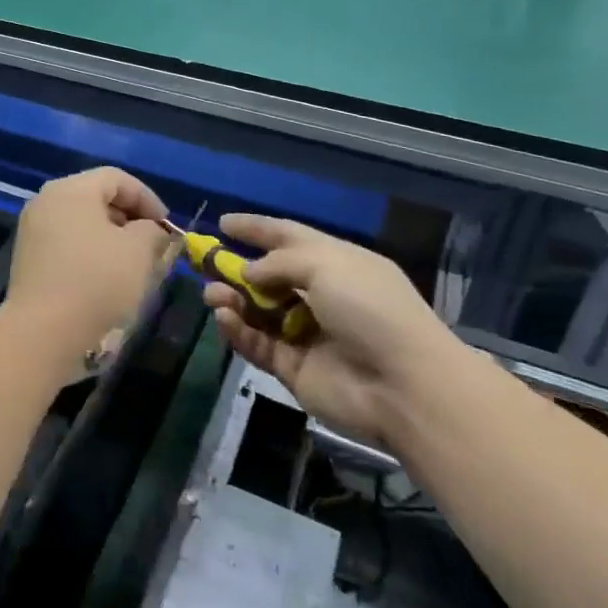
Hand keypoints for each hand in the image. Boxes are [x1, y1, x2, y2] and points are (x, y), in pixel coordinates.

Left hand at [9, 168, 172, 354]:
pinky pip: (67, 243)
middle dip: (130, 218)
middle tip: (153, 245)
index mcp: (71, 190)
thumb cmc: (96, 281)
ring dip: (111, 238)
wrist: (42, 331)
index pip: (116, 178)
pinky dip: (90, 252)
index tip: (167, 227)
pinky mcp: (28, 259)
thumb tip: (153, 231)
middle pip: (96, 197)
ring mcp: (32, 230)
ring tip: (134, 264)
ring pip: (81, 223)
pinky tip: (106, 277)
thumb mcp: (139, 252)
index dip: (147, 198)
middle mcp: (46, 201)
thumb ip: (153, 232)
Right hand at [205, 214, 461, 444]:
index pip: (290, 237)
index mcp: (337, 263)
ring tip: (212, 296)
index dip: (257, 228)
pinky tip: (225, 319)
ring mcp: (307, 333)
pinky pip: (258, 344)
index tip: (224, 222)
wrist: (403, 385)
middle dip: (236, 268)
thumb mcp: (326, 264)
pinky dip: (239, 331)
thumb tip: (249, 271)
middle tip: (204, 264)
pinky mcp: (294, 368)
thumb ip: (278, 261)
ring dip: (232, 300)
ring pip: (258, 311)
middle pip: (269, 276)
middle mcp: (321, 295)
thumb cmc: (369, 309)